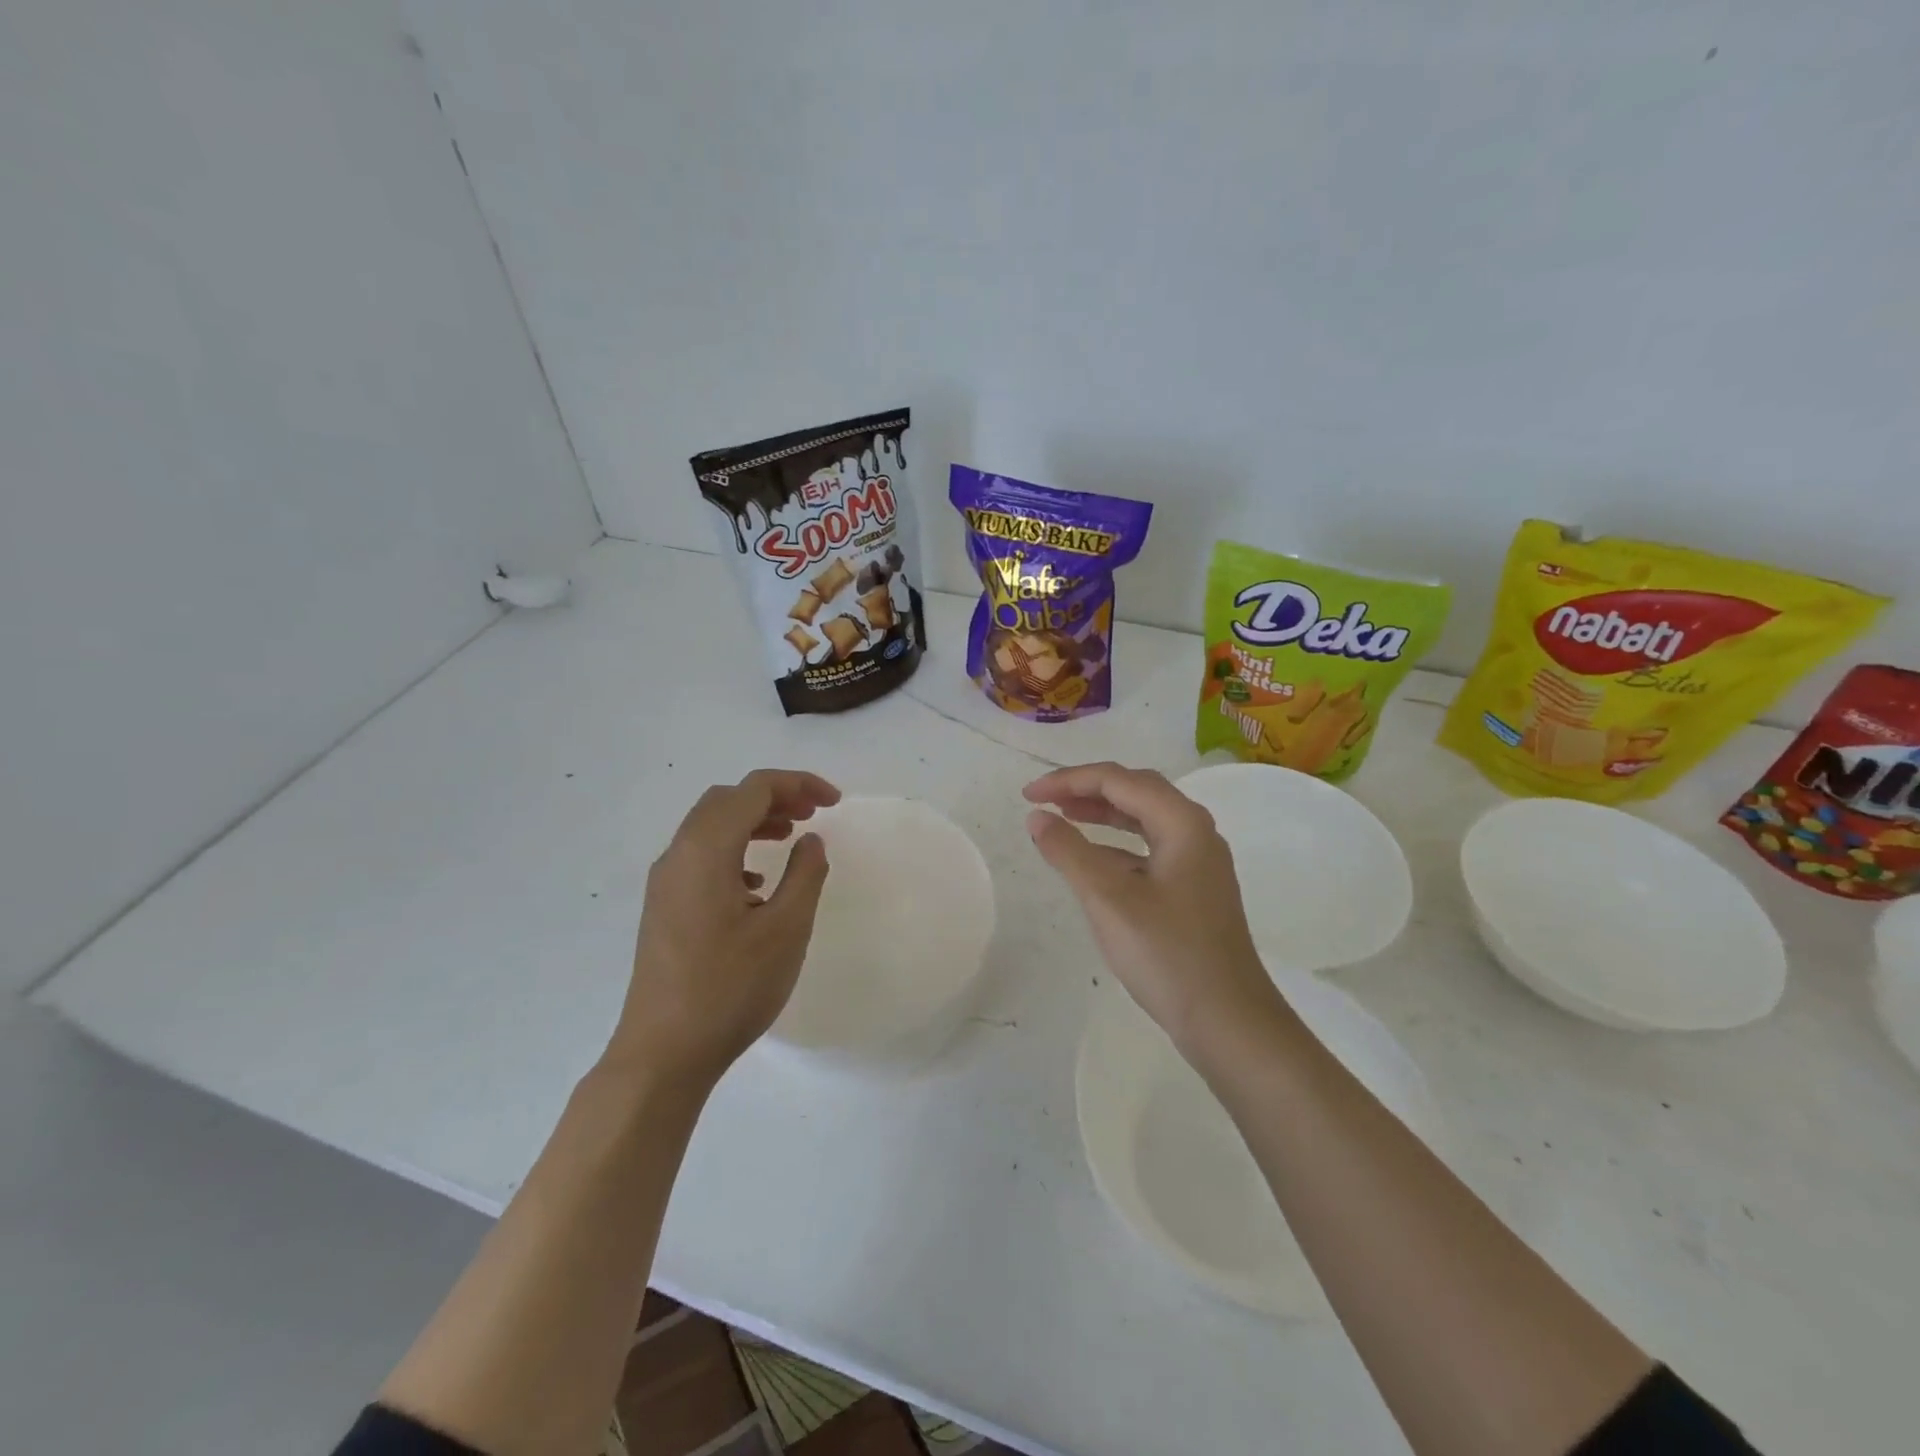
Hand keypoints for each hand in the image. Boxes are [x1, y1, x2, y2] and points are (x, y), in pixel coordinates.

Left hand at [611, 770, 840, 1088]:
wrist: (663, 1053)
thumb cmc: (730, 988)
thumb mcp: (786, 929)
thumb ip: (805, 874)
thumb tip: (811, 841)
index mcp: (706, 850)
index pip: (753, 789)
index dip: (797, 784)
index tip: (834, 802)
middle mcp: (678, 855)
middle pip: (727, 800)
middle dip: (773, 797)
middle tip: (813, 814)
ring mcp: (665, 882)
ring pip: (711, 826)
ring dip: (752, 821)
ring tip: (791, 837)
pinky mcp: (663, 907)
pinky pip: (700, 856)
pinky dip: (734, 849)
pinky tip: (757, 883)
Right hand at [1024, 762, 1283, 1052]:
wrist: (1228, 1022)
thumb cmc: (1168, 954)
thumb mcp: (1109, 899)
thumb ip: (1069, 852)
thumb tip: (1037, 817)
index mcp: (1183, 823)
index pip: (1118, 780)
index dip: (1068, 780)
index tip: (1028, 796)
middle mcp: (1196, 833)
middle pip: (1136, 791)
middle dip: (1086, 789)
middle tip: (1044, 800)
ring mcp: (1198, 863)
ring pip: (1144, 820)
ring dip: (1102, 814)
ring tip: (1063, 819)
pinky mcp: (1193, 891)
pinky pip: (1149, 850)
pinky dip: (1117, 847)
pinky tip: (1092, 863)